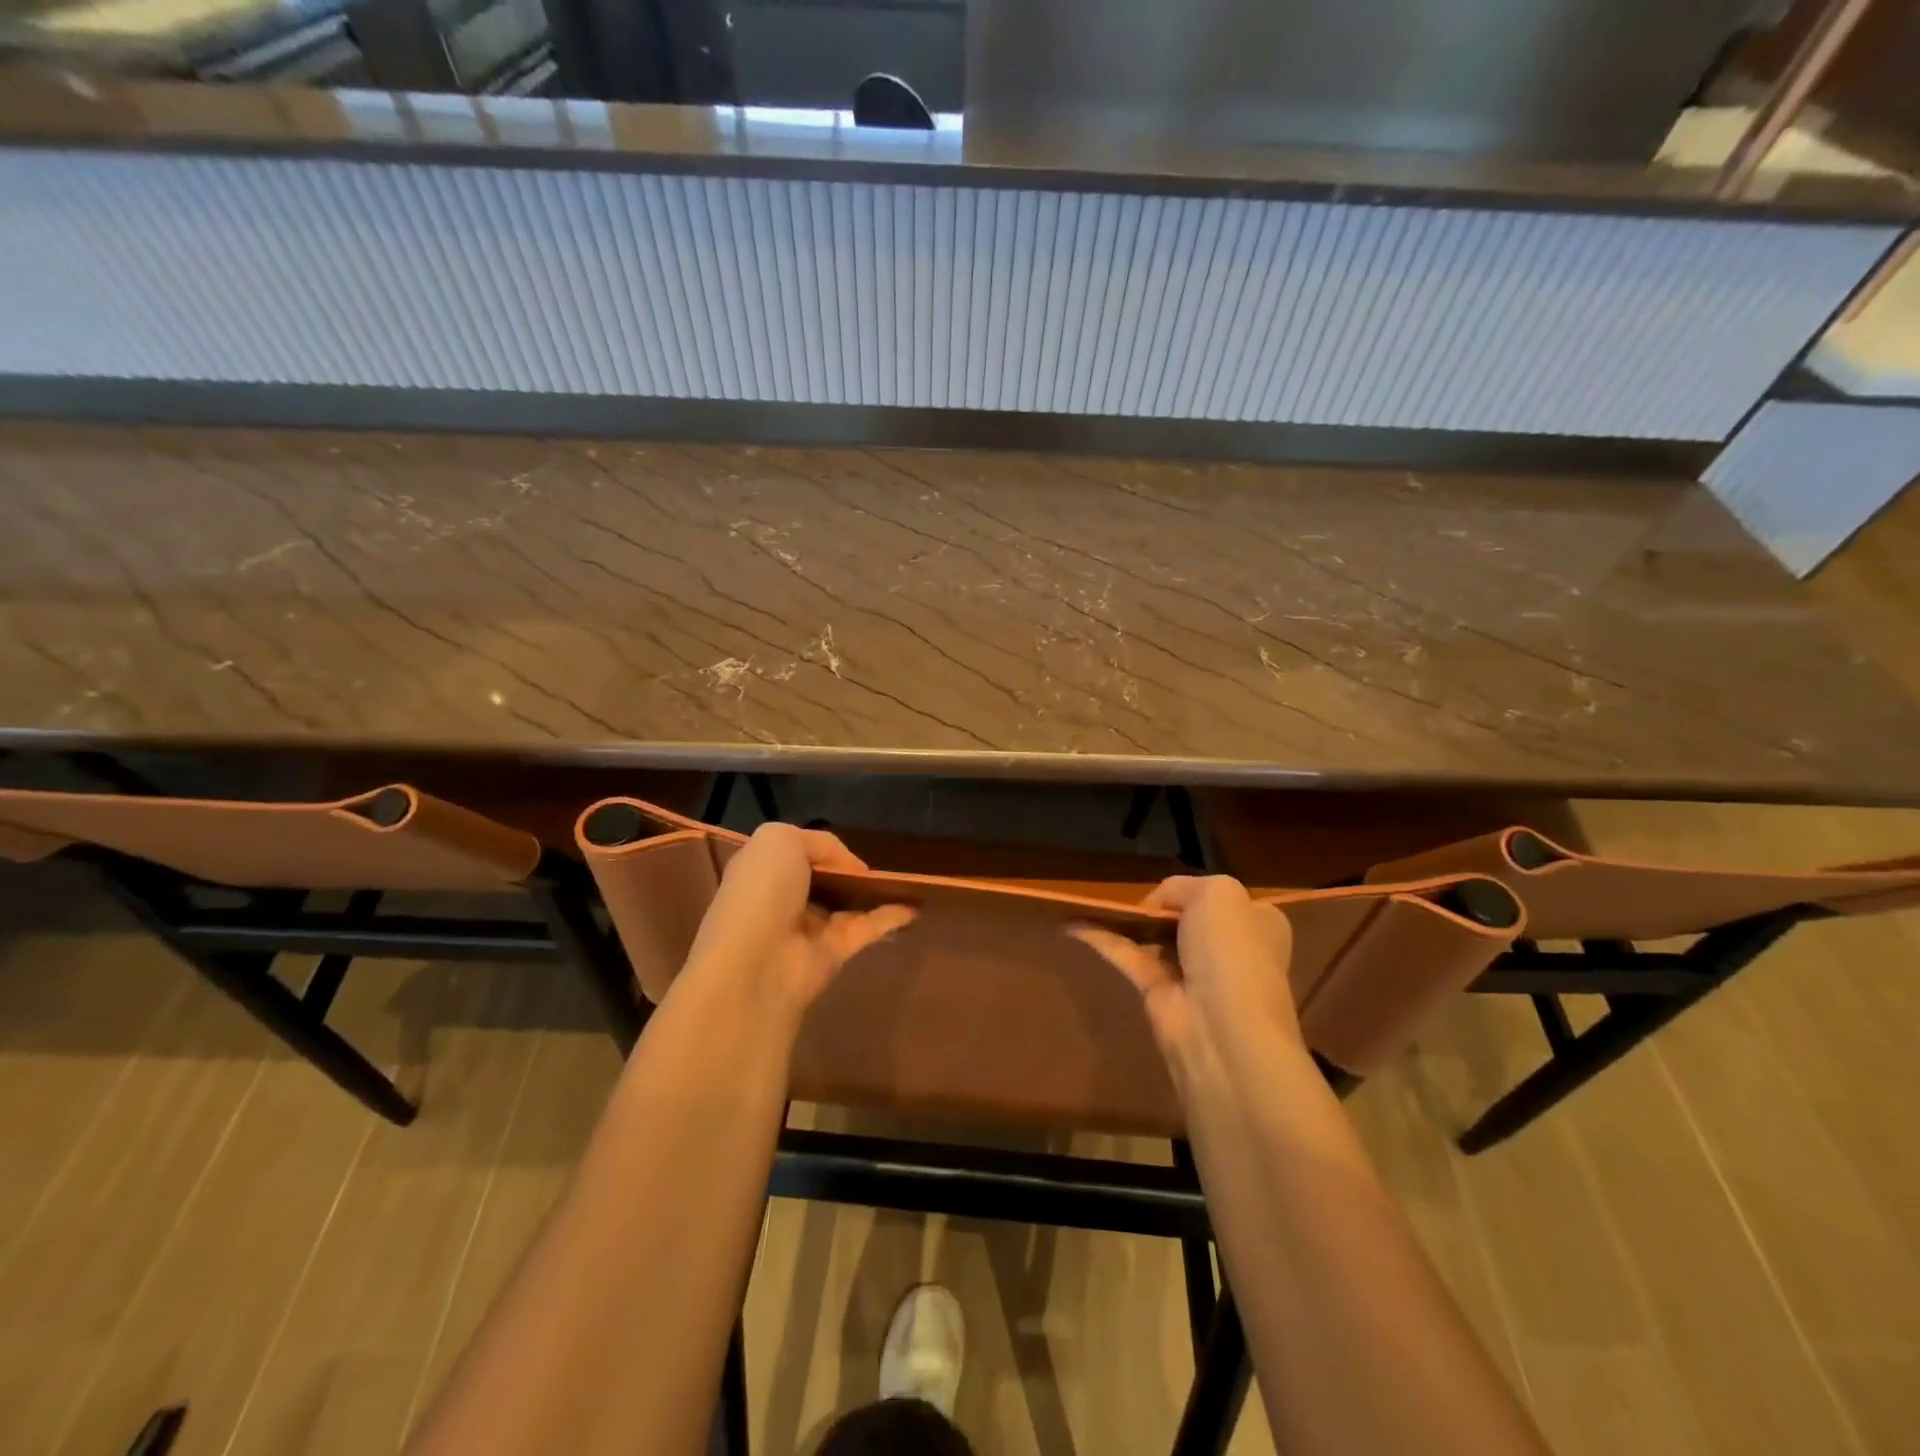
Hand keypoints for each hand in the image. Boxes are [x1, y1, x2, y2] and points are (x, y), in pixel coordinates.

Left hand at [681, 822, 915, 1018]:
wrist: (756, 963)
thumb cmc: (762, 892)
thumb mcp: (782, 841)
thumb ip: (820, 843)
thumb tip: (850, 868)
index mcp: (763, 871)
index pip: (797, 854)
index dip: (823, 850)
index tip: (849, 849)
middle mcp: (784, 899)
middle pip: (825, 880)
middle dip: (850, 873)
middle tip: (885, 862)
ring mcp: (809, 929)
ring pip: (848, 904)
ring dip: (875, 893)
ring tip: (907, 879)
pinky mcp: (834, 954)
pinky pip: (867, 928)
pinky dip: (891, 916)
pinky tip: (915, 905)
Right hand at [1071, 875, 1300, 1076]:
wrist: (1221, 1029)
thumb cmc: (1231, 952)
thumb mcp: (1216, 893)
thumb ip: (1180, 886)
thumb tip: (1154, 906)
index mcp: (1255, 922)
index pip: (1218, 897)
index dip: (1191, 890)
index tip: (1164, 889)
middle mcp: (1227, 947)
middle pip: (1183, 916)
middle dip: (1155, 905)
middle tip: (1123, 894)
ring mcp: (1191, 972)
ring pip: (1152, 936)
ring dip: (1125, 921)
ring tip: (1089, 901)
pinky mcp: (1158, 993)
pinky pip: (1126, 955)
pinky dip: (1101, 939)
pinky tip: (1073, 924)